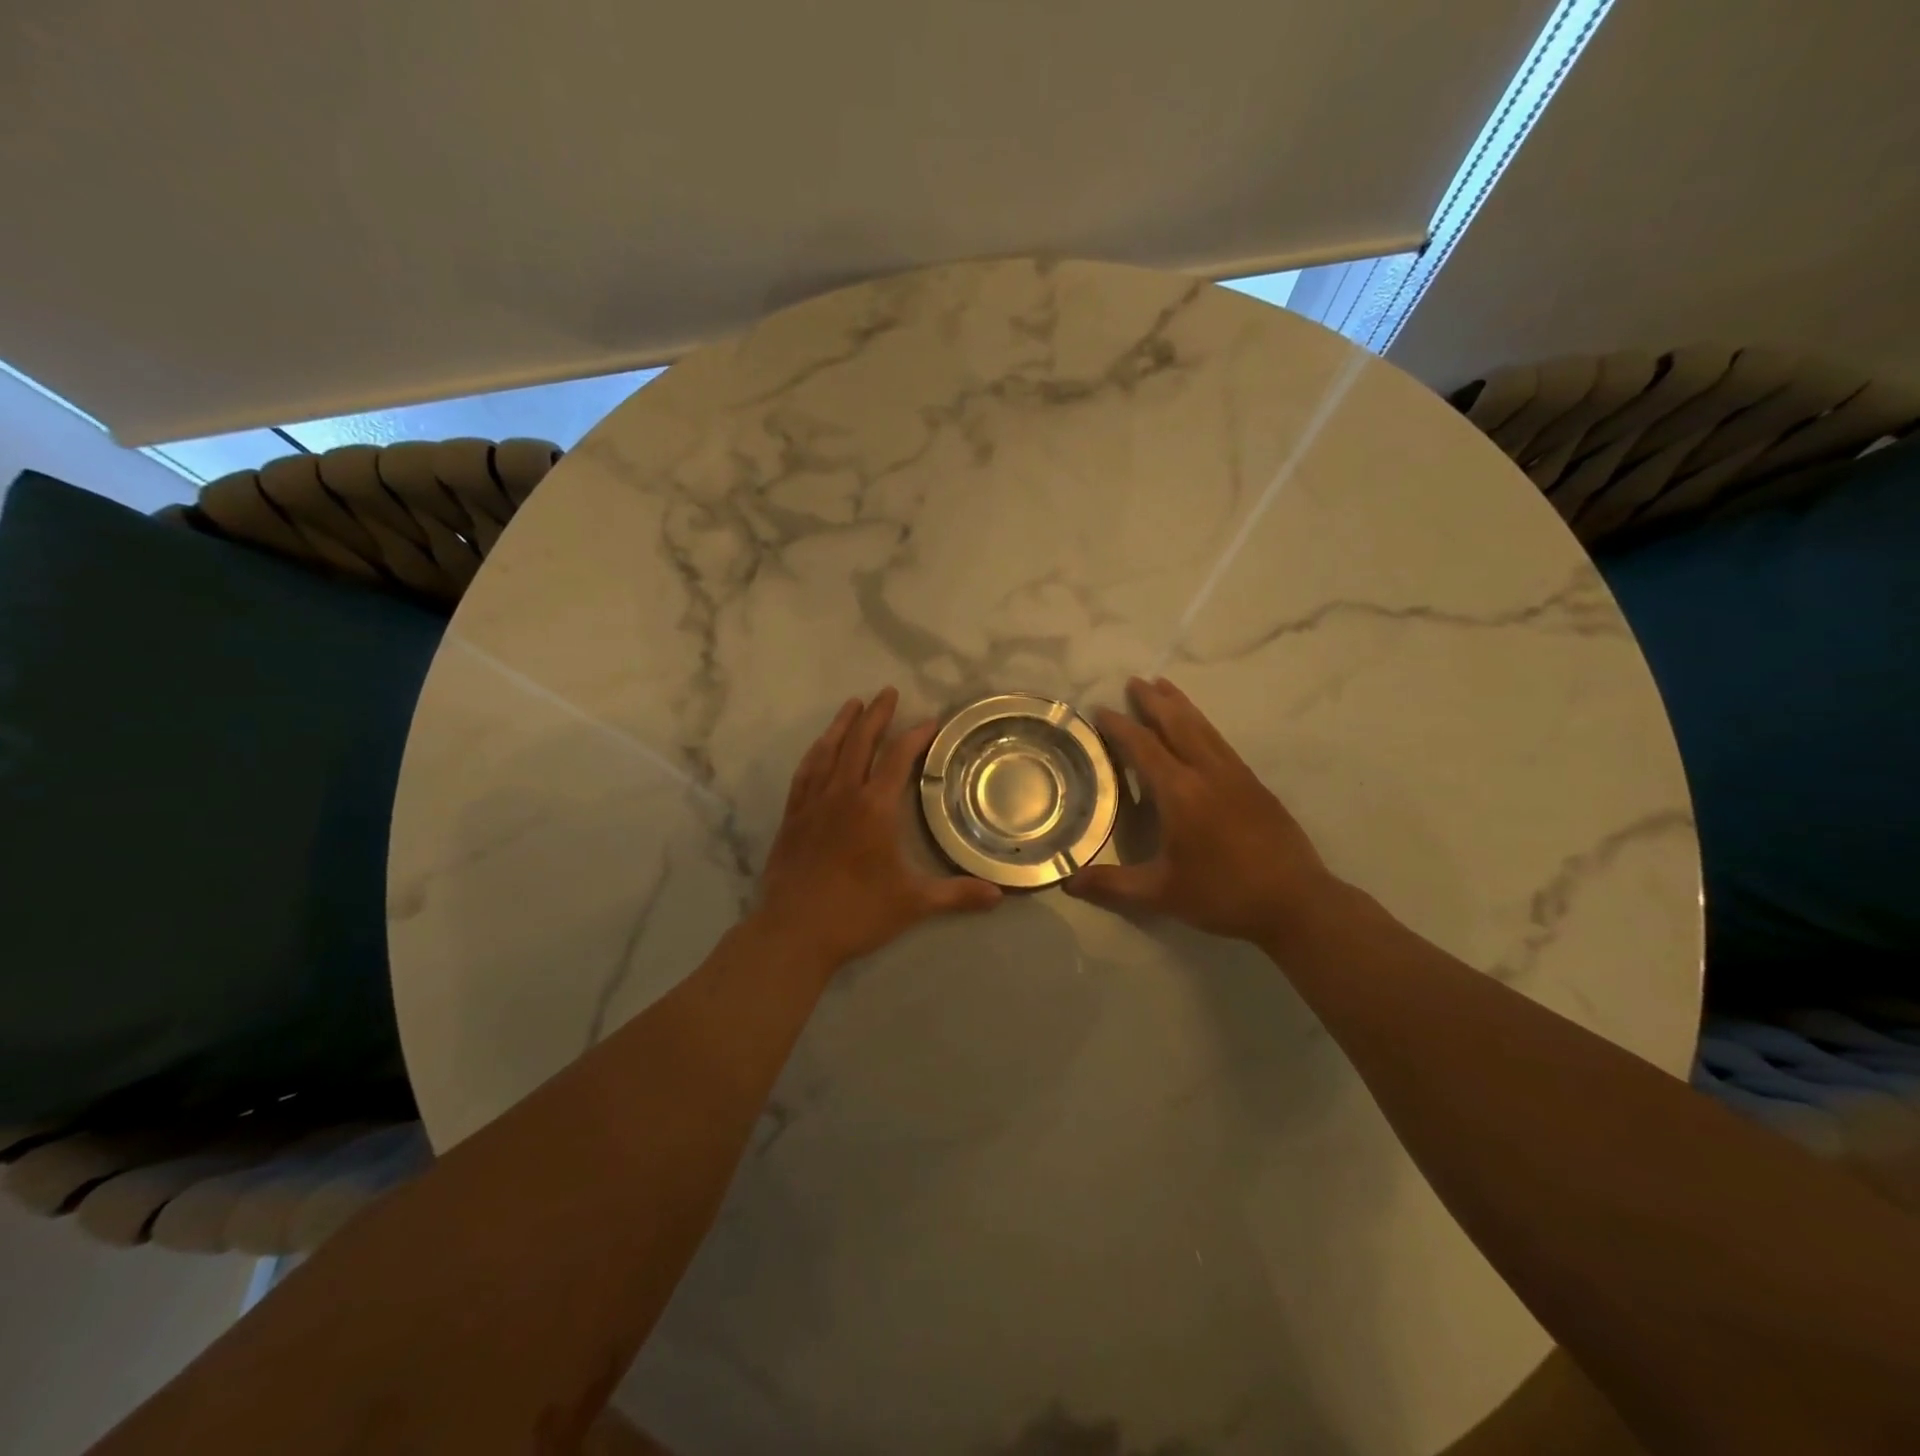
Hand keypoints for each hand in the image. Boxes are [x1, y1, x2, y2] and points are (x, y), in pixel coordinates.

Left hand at [756, 688, 1001, 970]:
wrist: (793, 932)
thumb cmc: (857, 913)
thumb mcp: (913, 904)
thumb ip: (956, 895)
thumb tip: (999, 895)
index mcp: (875, 808)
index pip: (898, 758)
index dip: (916, 735)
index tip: (931, 721)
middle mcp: (843, 795)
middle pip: (860, 742)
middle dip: (876, 715)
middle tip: (888, 692)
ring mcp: (813, 804)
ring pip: (828, 751)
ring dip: (842, 724)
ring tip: (853, 704)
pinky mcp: (793, 817)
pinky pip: (805, 773)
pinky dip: (815, 753)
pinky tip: (819, 748)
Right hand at [1065, 677, 1337, 946]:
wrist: (1296, 902)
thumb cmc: (1223, 895)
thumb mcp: (1161, 894)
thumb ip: (1112, 886)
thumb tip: (1067, 883)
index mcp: (1181, 793)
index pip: (1144, 748)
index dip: (1120, 727)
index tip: (1101, 709)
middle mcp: (1208, 773)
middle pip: (1177, 724)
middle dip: (1153, 701)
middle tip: (1134, 681)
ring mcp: (1235, 775)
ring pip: (1203, 727)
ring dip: (1180, 705)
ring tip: (1164, 686)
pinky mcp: (1254, 784)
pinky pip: (1220, 741)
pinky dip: (1202, 724)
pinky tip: (1199, 729)